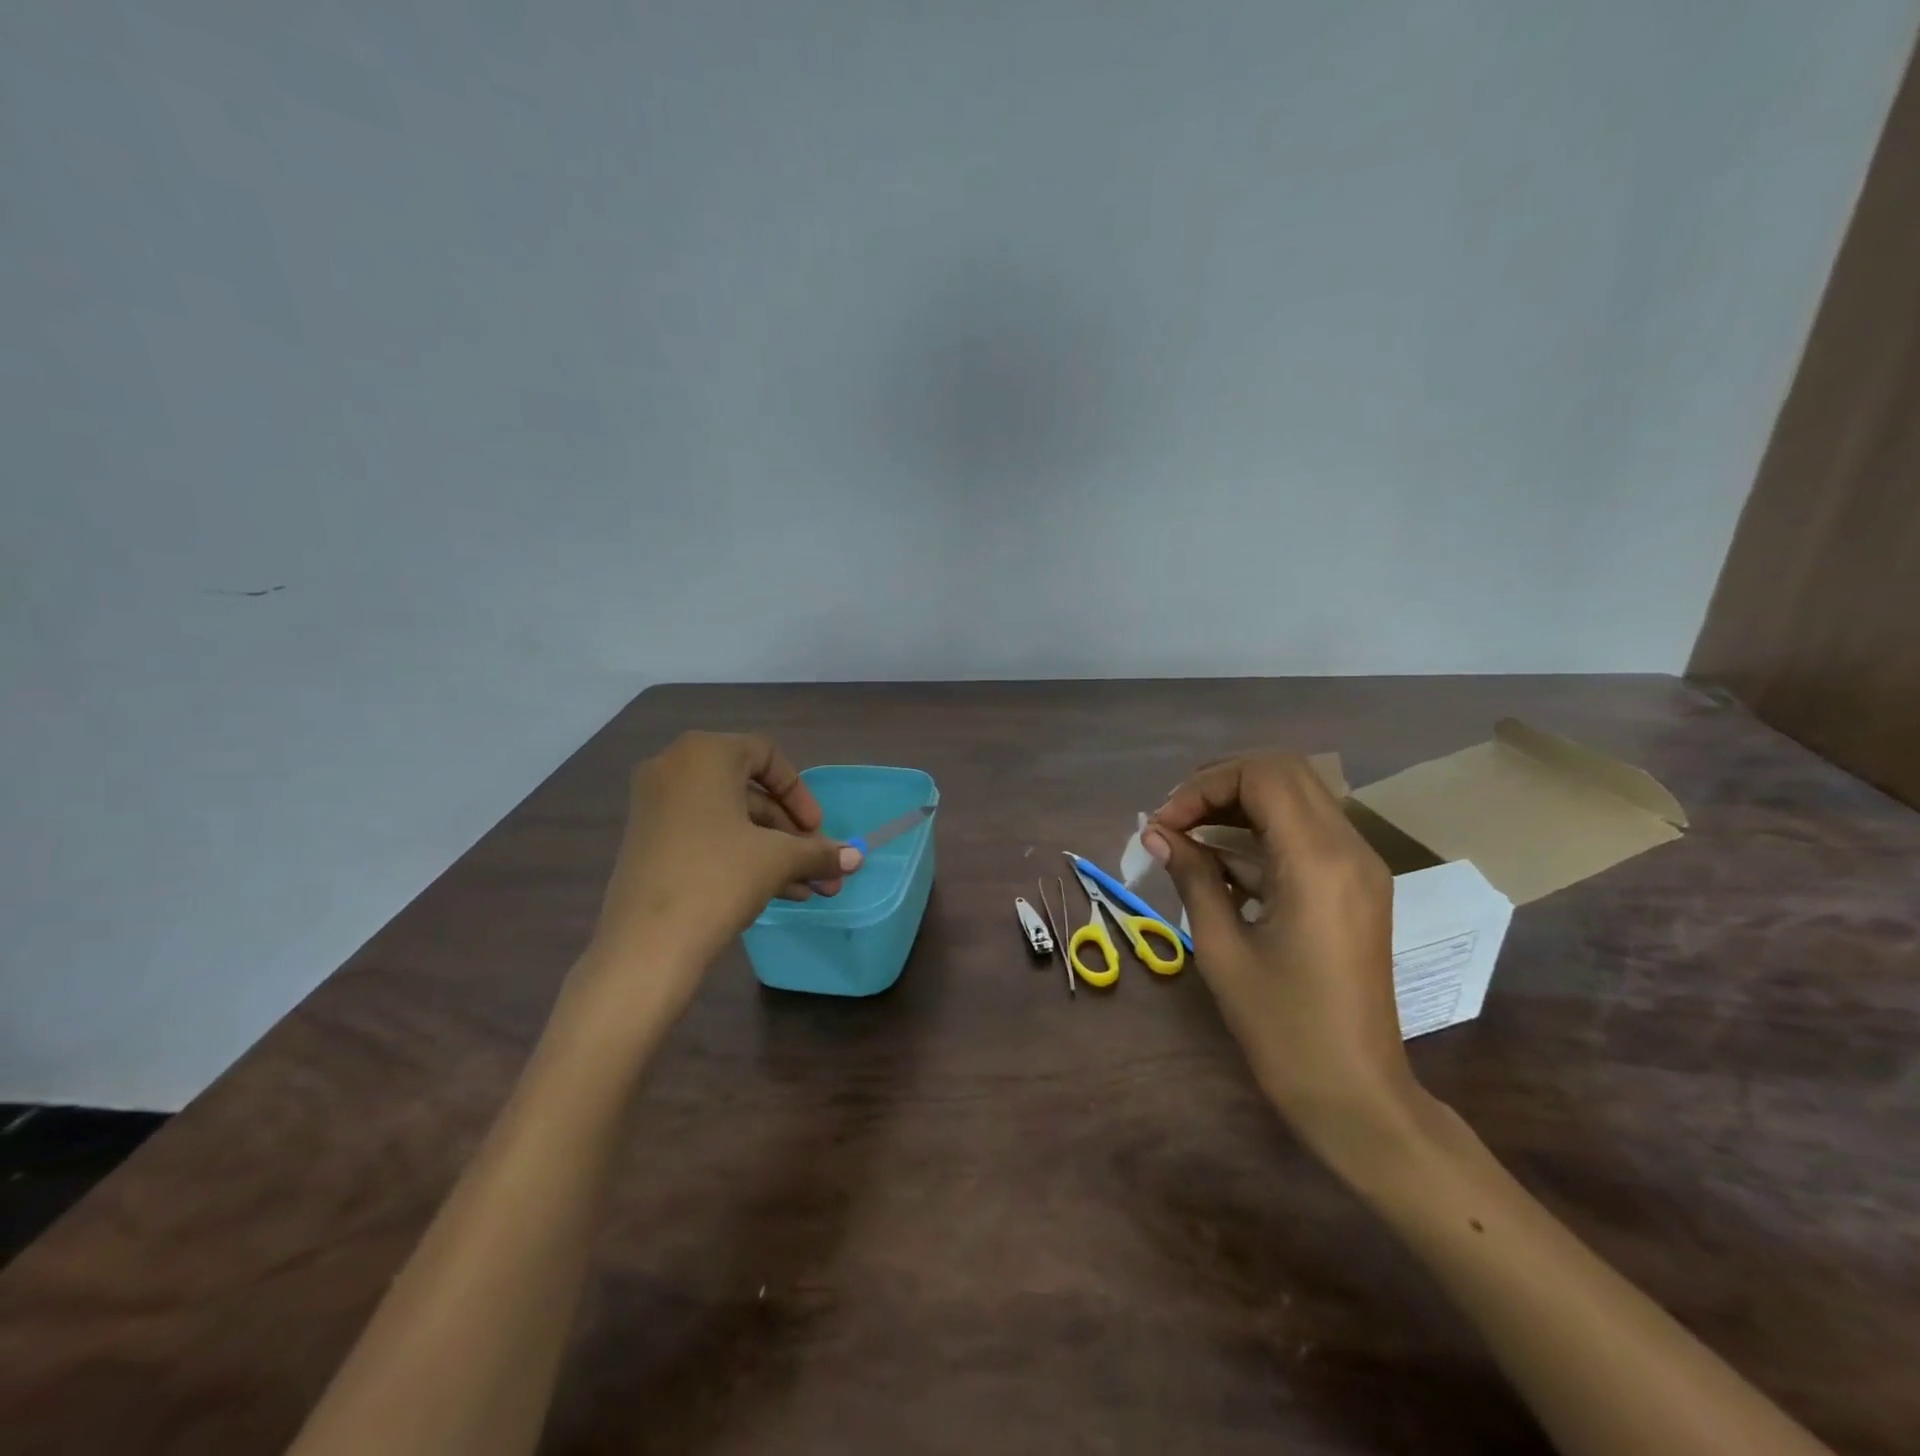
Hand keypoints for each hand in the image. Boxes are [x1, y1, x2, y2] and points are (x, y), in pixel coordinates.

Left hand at [579, 732, 860, 1019]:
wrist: (645, 946)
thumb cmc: (717, 878)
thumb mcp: (777, 860)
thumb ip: (819, 851)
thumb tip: (857, 858)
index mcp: (704, 754)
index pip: (766, 755)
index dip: (799, 792)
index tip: (816, 829)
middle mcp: (674, 769)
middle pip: (749, 792)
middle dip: (791, 833)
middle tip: (820, 865)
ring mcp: (656, 807)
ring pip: (731, 820)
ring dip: (774, 851)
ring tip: (809, 889)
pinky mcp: (649, 842)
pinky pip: (706, 836)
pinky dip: (741, 856)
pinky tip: (778, 893)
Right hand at [1145, 752, 1430, 1165]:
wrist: (1355, 1093)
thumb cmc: (1282, 1027)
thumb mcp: (1221, 948)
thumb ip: (1192, 876)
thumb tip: (1156, 832)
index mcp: (1318, 863)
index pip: (1263, 775)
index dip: (1204, 787)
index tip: (1164, 824)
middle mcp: (1349, 849)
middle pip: (1284, 772)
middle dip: (1221, 784)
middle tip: (1175, 819)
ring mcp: (1360, 866)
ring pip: (1297, 796)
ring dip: (1240, 804)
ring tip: (1188, 836)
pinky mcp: (1358, 884)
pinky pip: (1307, 830)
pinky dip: (1261, 830)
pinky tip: (1221, 863)